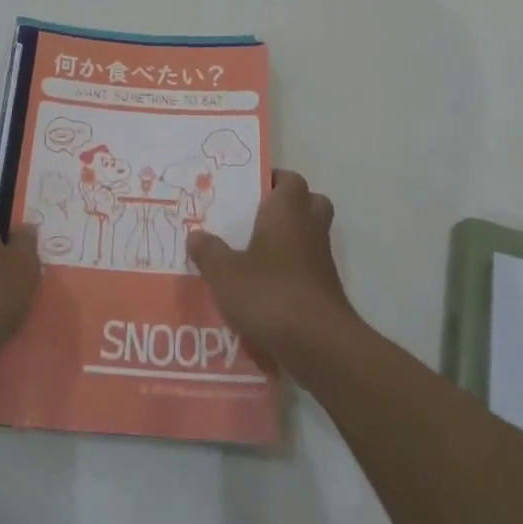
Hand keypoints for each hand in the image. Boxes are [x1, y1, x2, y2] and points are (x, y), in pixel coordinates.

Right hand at [186, 170, 360, 374]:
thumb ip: (209, 251)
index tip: (249, 188)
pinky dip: (291, 271)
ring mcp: (322, 260)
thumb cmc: (269, 294)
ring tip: (253, 254)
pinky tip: (265, 288)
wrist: (318, 344)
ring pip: (309, 236)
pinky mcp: (326, 290)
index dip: (272, 179)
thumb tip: (196, 235)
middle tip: (256, 217)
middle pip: (309, 202)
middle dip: (287, 206)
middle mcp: (309, 228)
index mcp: (287, 211)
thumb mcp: (224, 273)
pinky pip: (308, 267)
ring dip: (289, 240)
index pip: (289, 180)